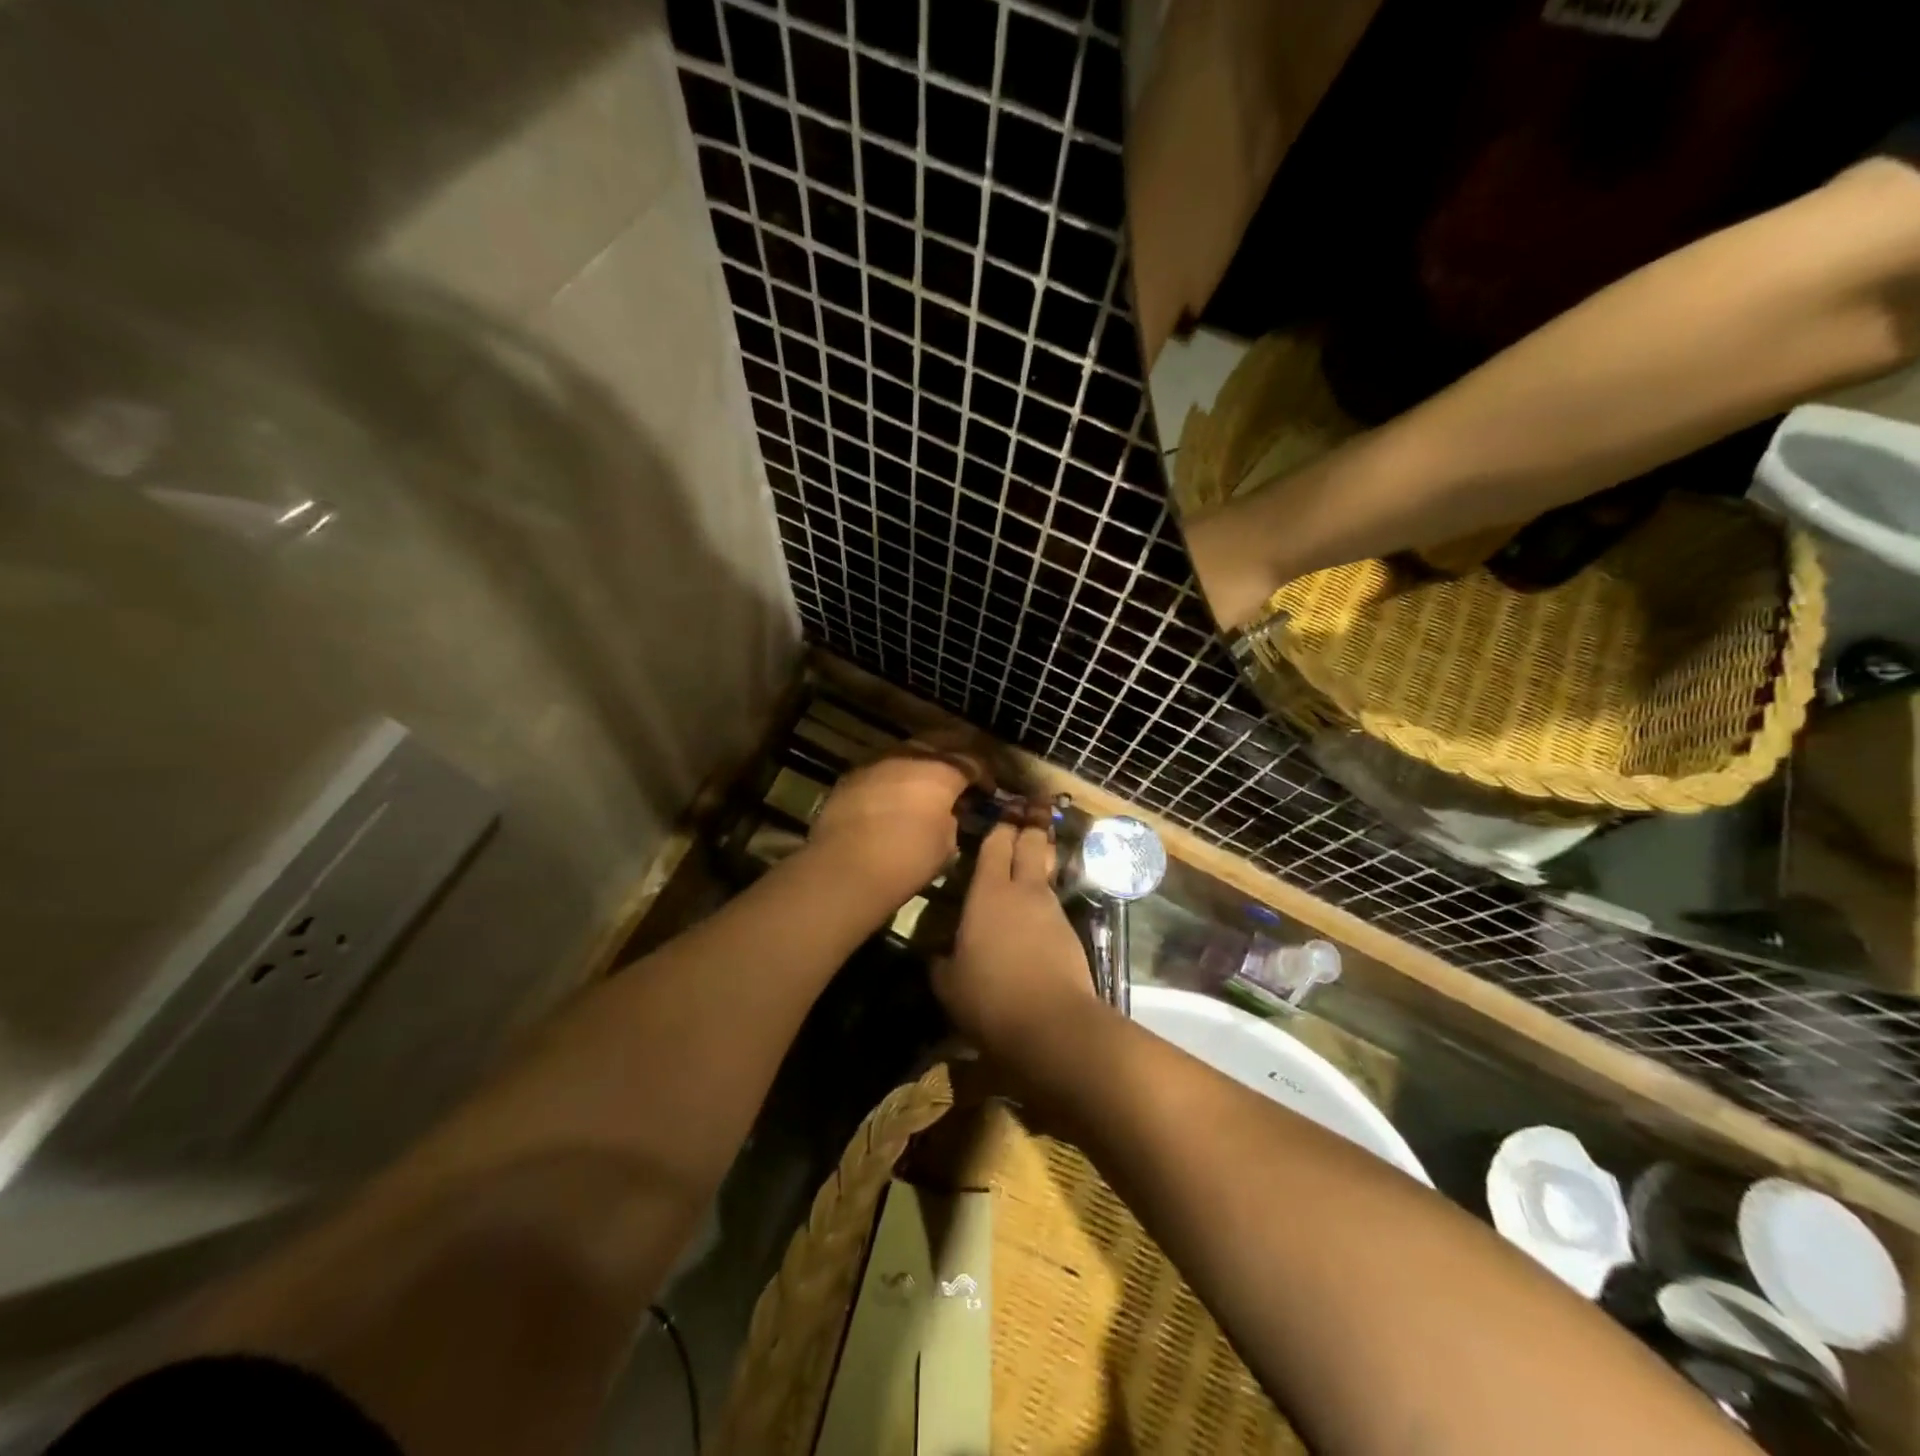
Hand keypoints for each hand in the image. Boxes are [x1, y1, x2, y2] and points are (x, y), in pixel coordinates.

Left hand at [806, 744, 980, 906]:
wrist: (845, 867)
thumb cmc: (906, 860)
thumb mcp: (946, 845)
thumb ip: (951, 820)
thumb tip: (946, 814)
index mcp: (941, 771)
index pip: (972, 761)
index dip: (984, 774)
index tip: (988, 790)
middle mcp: (909, 757)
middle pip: (939, 743)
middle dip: (954, 755)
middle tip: (962, 773)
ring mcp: (876, 763)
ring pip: (906, 752)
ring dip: (921, 764)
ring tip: (926, 783)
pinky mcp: (850, 777)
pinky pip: (881, 769)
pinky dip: (893, 778)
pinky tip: (894, 795)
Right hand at [934, 821, 1096, 1057]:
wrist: (1053, 1025)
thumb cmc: (990, 997)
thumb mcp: (948, 984)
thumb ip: (940, 962)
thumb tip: (936, 955)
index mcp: (989, 892)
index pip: (996, 844)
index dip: (1000, 826)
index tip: (1003, 810)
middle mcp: (1024, 891)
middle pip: (1031, 844)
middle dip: (1029, 826)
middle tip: (1029, 811)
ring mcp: (1052, 910)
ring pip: (1045, 874)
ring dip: (1039, 863)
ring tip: (1030, 859)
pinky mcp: (1071, 934)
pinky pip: (1052, 906)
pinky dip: (1043, 902)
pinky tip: (1035, 914)